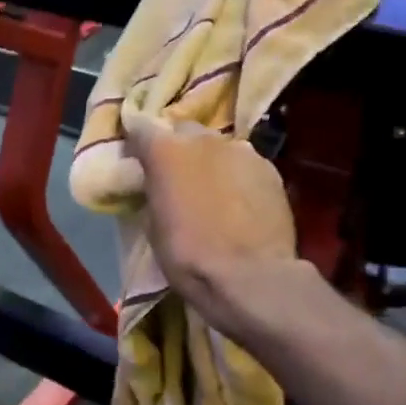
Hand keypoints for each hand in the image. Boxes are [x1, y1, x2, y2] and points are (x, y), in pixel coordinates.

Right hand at [122, 111, 307, 342]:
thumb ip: (154, 193)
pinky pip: (244, 164)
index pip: (140, 127)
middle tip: (175, 176)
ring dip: (210, 162)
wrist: (251, 277)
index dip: (136, 140)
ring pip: (218, 147)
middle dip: (177, 148)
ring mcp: (242, 150)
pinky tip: (239, 201)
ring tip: (211, 190)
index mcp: (166, 151)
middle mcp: (204, 139)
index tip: (135, 157)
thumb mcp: (154, 226)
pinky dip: (236, 176)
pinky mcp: (271, 169)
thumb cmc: (188, 256)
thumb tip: (157, 186)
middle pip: (184, 131)